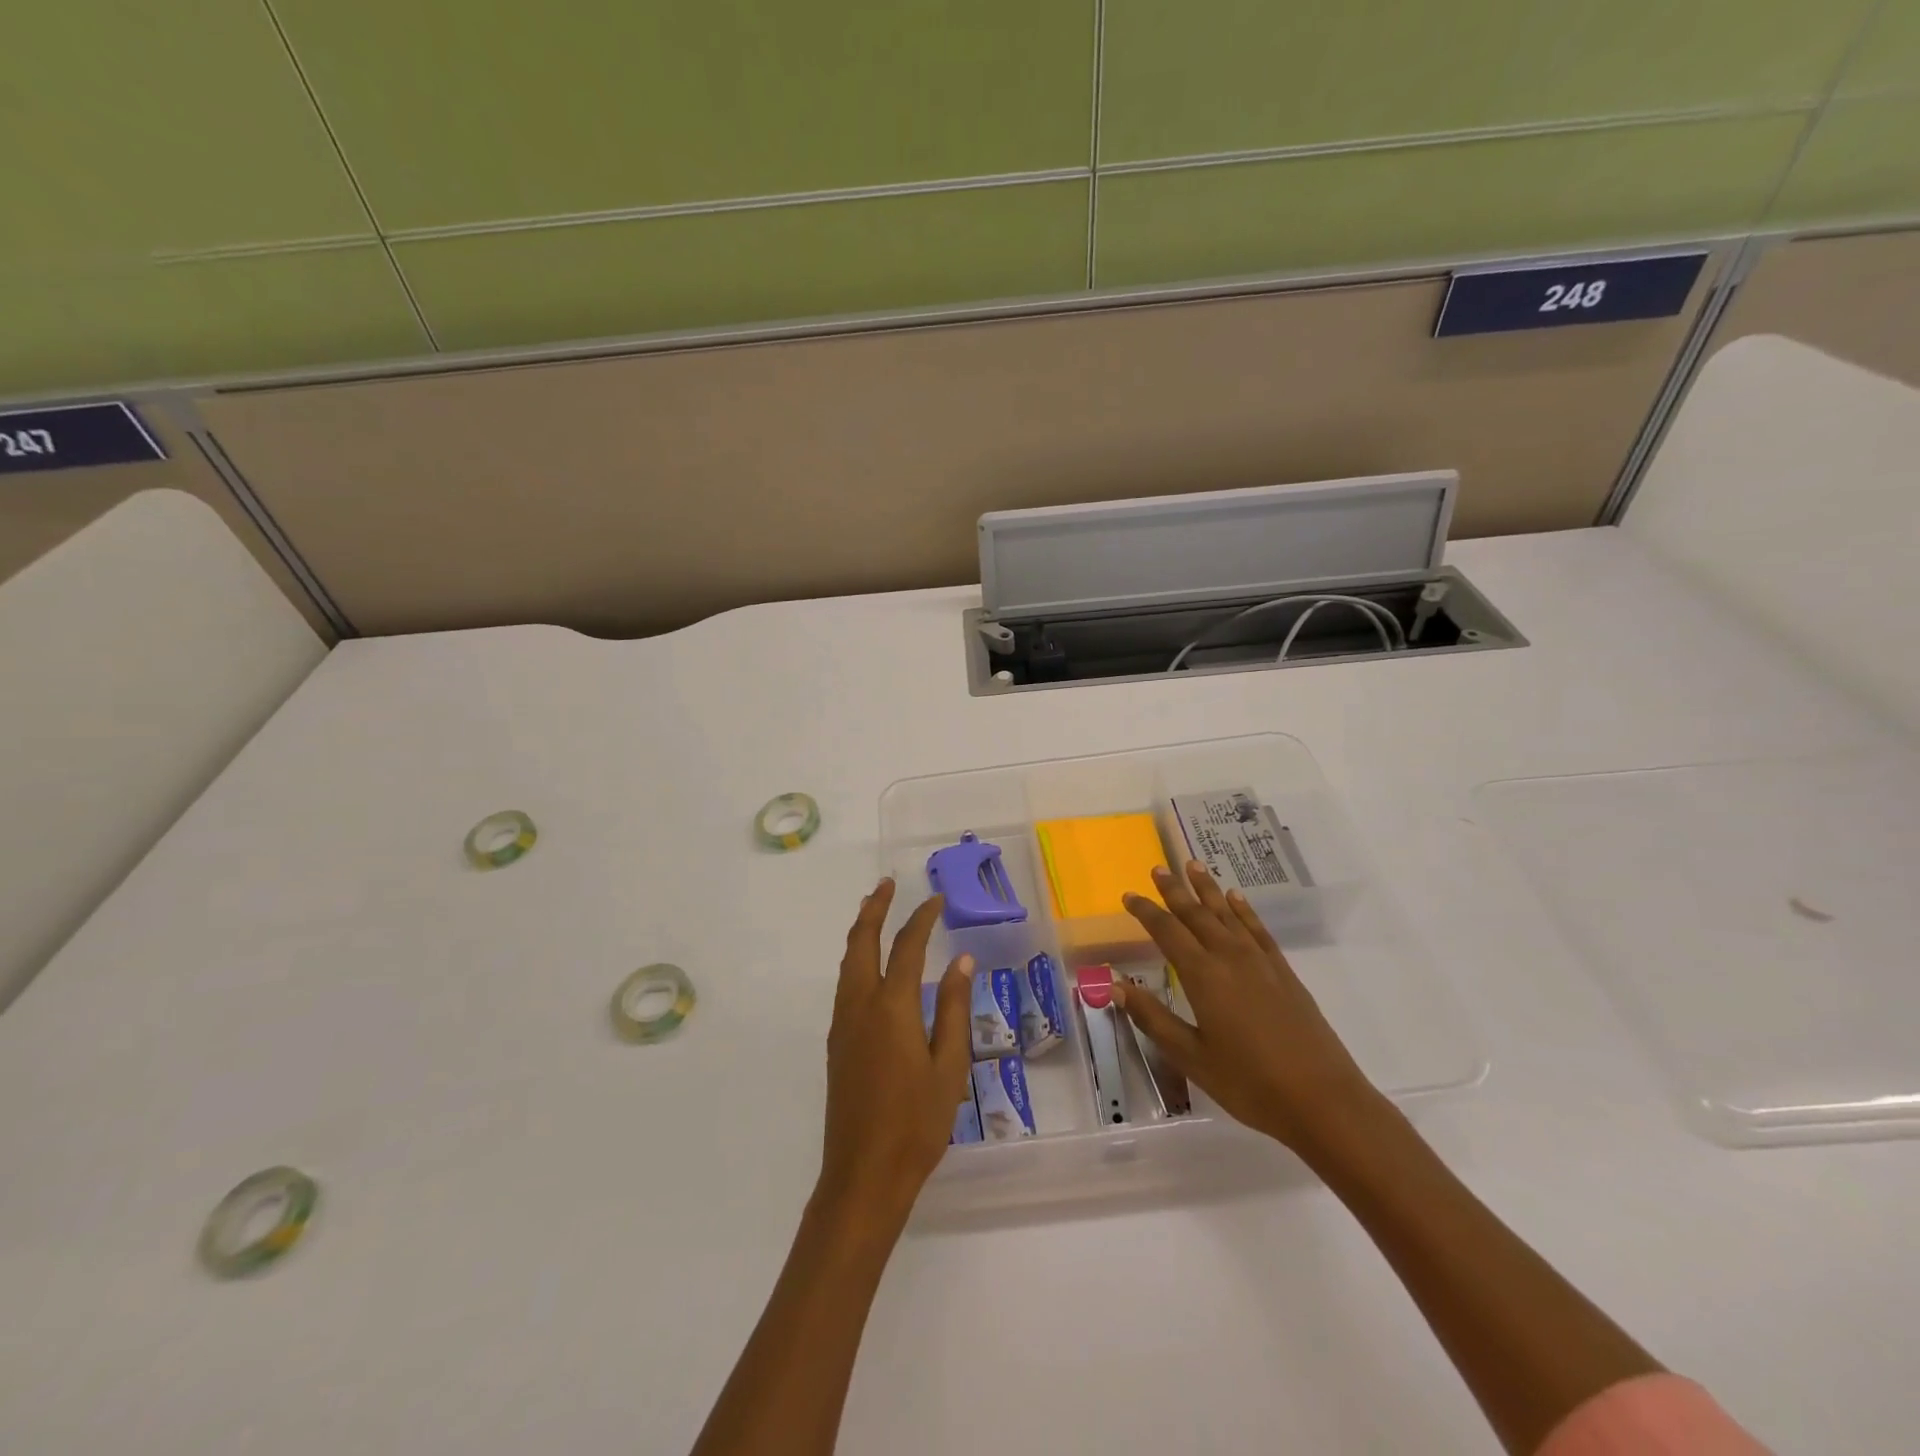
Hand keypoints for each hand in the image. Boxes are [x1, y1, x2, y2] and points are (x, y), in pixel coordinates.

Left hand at [815, 879, 973, 1234]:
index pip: (907, 947)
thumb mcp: (949, 1066)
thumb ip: (953, 1008)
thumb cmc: (916, 1124)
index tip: (936, 900)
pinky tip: (868, 966)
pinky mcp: (836, 1043)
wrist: (863, 1175)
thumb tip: (962, 960)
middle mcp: (860, 1006)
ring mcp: (843, 1024)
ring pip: (847, 962)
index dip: (922, 918)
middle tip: (886, 884)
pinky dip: (855, 959)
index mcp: (891, 1008)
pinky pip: (844, 984)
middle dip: (873, 909)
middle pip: (861, 943)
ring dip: (860, 931)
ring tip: (873, 911)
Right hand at [1118, 860, 1385, 1155]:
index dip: (1146, 912)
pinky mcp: (1283, 972)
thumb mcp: (1191, 1057)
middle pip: (1196, 914)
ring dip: (1208, 889)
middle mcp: (1229, 957)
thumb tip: (1116, 985)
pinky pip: (1257, 929)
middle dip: (1174, 890)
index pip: (1167, 931)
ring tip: (1194, 865)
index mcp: (1203, 975)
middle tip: (1159, 868)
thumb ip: (1153, 1017)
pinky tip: (1236, 898)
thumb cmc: (1249, 1083)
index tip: (1129, 895)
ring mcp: (1260, 962)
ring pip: (1227, 914)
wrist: (1323, 1100)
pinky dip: (1244, 910)